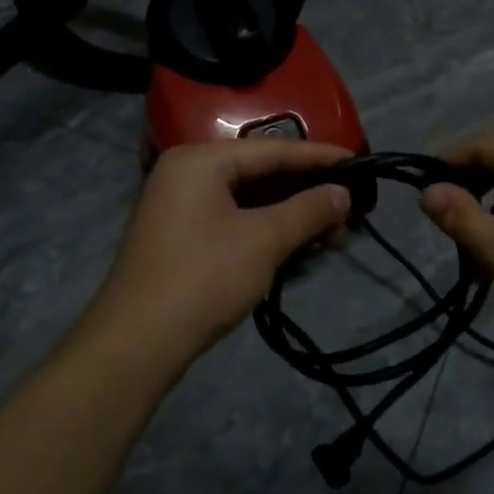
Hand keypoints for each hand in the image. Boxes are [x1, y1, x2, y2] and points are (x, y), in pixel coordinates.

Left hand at [87, 138, 352, 366]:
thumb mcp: (264, 241)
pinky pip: (233, 218)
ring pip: (249, 199)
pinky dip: (266, 228)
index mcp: (201, 160)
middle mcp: (187, 172)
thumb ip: (308, 211)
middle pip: (260, 172)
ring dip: (290, 215)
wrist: (135, 344)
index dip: (319, 157)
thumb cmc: (203, 278)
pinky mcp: (181, 235)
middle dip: (307, 192)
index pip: (273, 149)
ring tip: (332, 234)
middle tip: (349, 209)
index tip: (358, 161)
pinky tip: (297, 244)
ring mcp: (180, 204)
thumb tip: (343, 194)